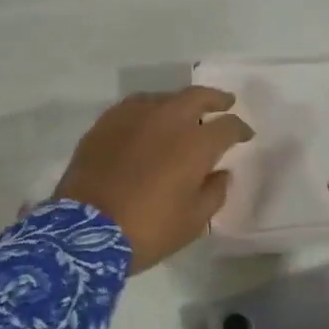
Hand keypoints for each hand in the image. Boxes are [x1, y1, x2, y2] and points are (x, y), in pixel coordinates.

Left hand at [54, 88, 253, 271]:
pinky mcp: (106, 123)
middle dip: (216, 99)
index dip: (240, 129)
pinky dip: (149, 110)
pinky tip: (148, 121)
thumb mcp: (193, 221)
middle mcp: (167, 120)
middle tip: (225, 103)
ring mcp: (133, 117)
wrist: (84, 232)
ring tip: (184, 113)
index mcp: (195, 144)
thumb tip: (220, 173)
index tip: (244, 135)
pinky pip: (135, 107)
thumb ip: (214, 192)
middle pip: (197, 97)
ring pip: (165, 98)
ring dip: (180, 103)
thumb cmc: (148, 229)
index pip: (227, 126)